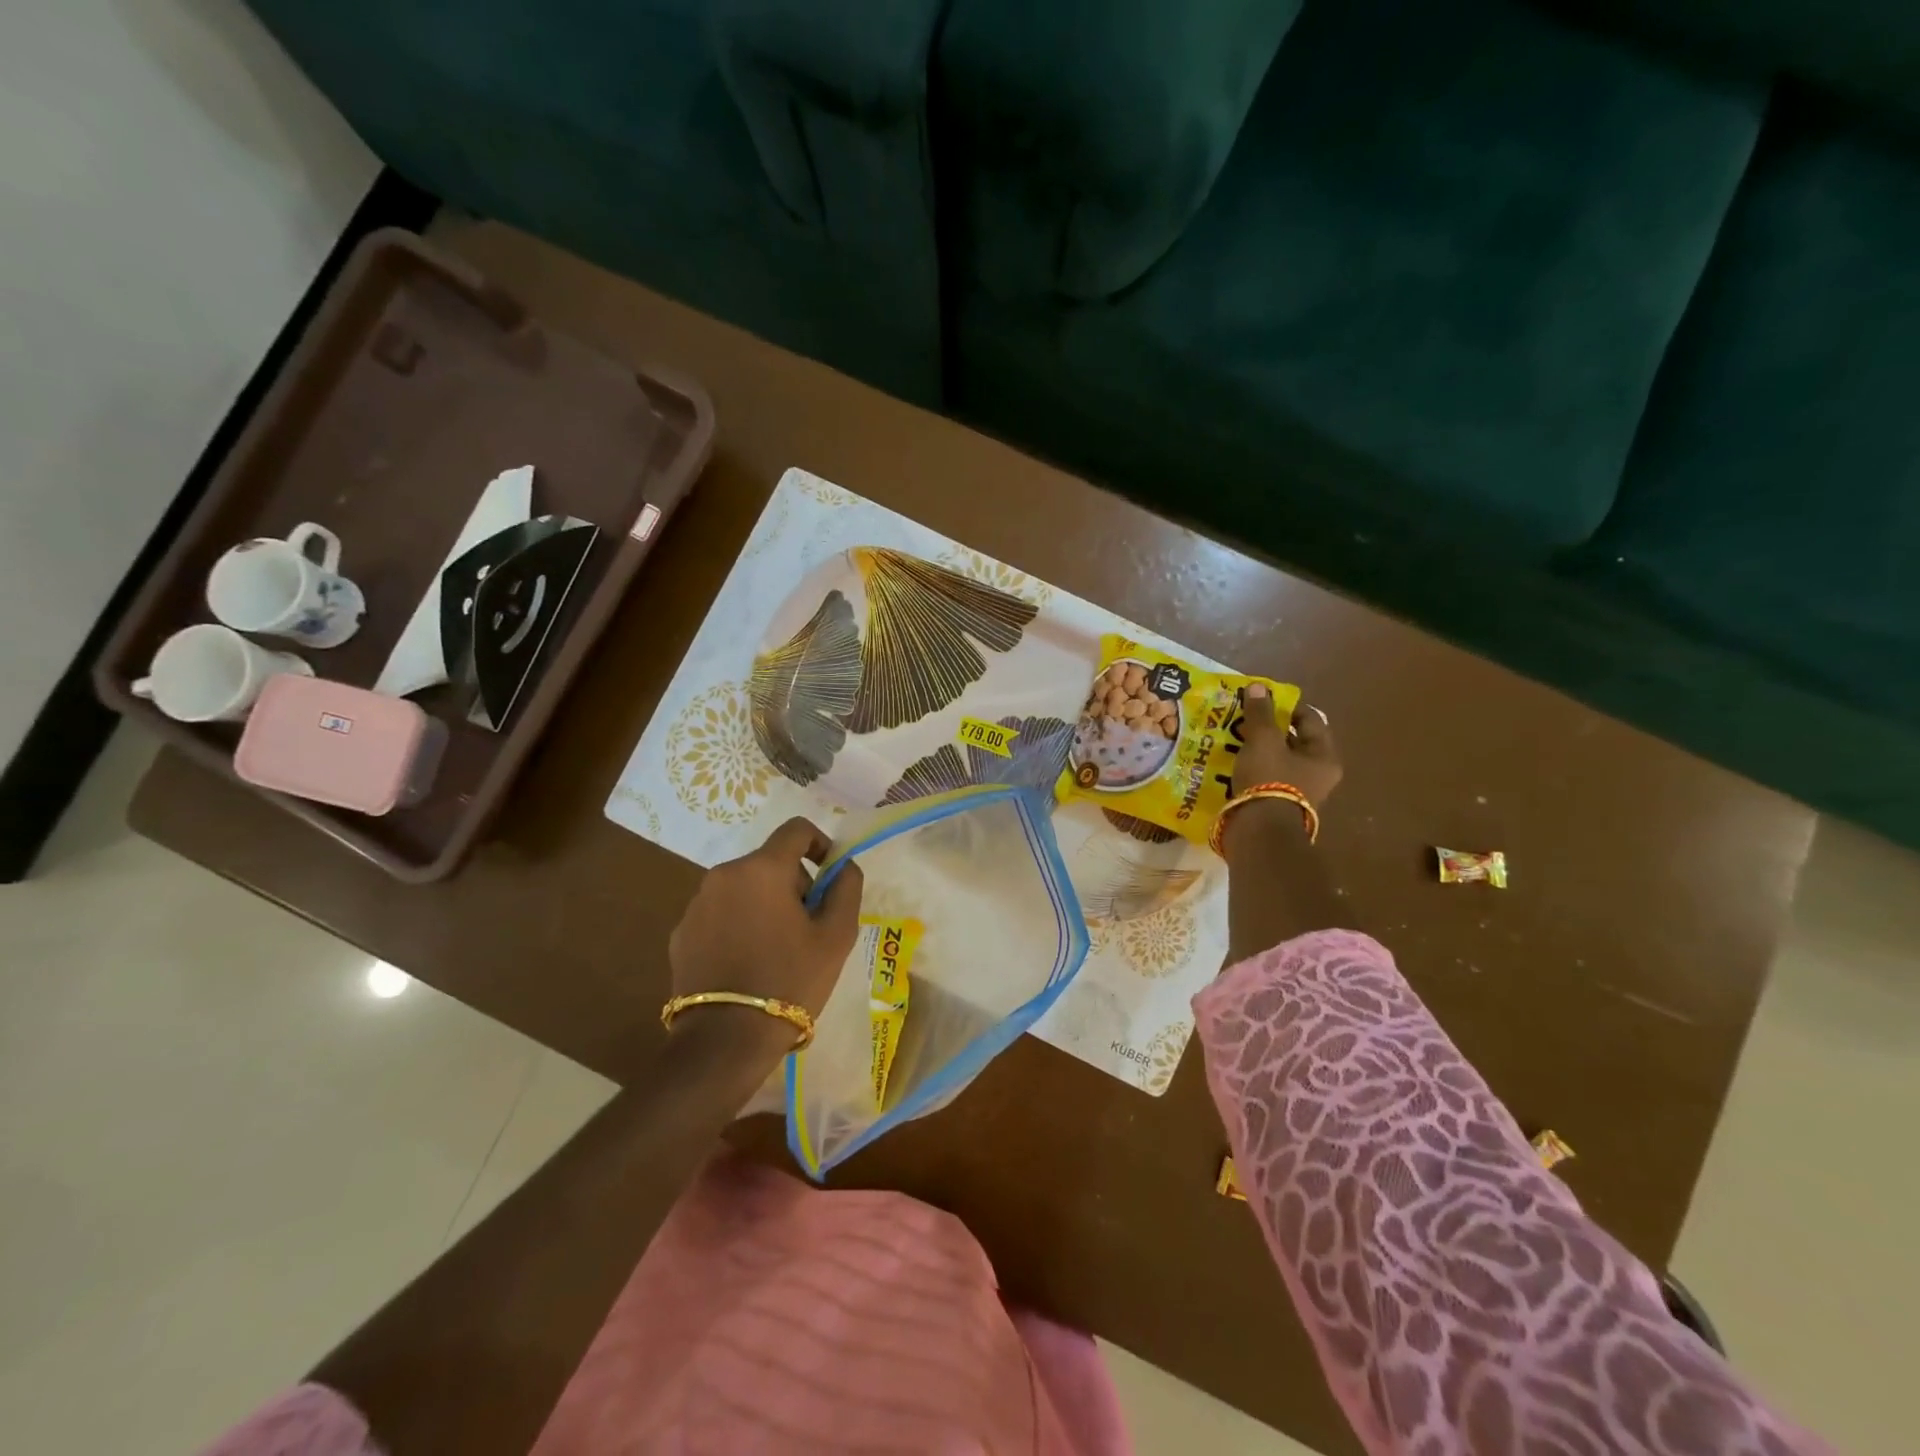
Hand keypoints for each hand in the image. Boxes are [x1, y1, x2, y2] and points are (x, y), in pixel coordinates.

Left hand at [668, 818, 864, 1021]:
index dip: (820, 844)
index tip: (830, 875)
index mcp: (763, 869)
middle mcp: (724, 874)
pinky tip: (747, 963)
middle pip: (770, 862)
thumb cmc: (790, 980)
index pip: (796, 830)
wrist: (725, 1040)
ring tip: (778, 948)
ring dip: (765, 904)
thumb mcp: (836, 936)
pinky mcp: (681, 932)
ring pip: (744, 887)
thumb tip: (842, 866)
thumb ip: (846, 888)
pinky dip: (738, 924)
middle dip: (794, 883)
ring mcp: (697, 904)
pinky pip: (720, 913)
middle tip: (809, 926)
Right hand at [1233, 683, 1341, 810]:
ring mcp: (1297, 793)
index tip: (1261, 700)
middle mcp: (1317, 775)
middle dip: (1268, 729)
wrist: (1259, 831)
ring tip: (1232, 739)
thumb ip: (1260, 713)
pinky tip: (1230, 763)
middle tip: (1243, 719)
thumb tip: (1258, 687)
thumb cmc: (1269, 779)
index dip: (1286, 706)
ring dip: (1256, 750)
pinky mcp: (1276, 806)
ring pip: (1276, 761)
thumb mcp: (1263, 740)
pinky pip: (1264, 779)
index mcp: (1324, 757)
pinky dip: (1250, 769)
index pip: (1310, 720)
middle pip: (1292, 742)